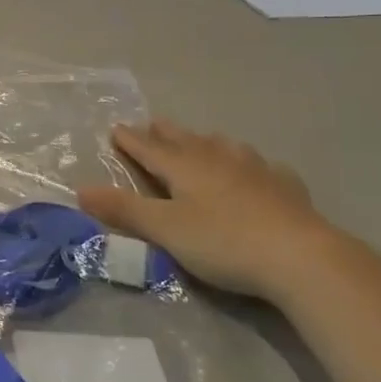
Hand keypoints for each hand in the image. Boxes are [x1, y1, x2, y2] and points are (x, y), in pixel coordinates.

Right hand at [78, 120, 338, 299]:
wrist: (300, 256)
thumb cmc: (223, 242)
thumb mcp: (165, 230)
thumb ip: (124, 210)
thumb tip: (80, 190)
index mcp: (185, 167)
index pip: (150, 148)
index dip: (131, 140)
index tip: (116, 128)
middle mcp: (218, 159)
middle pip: (186, 141)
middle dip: (166, 133)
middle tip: (153, 124)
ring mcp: (256, 170)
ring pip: (224, 147)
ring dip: (206, 142)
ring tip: (202, 140)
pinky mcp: (285, 188)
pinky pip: (262, 166)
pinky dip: (249, 164)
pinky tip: (257, 170)